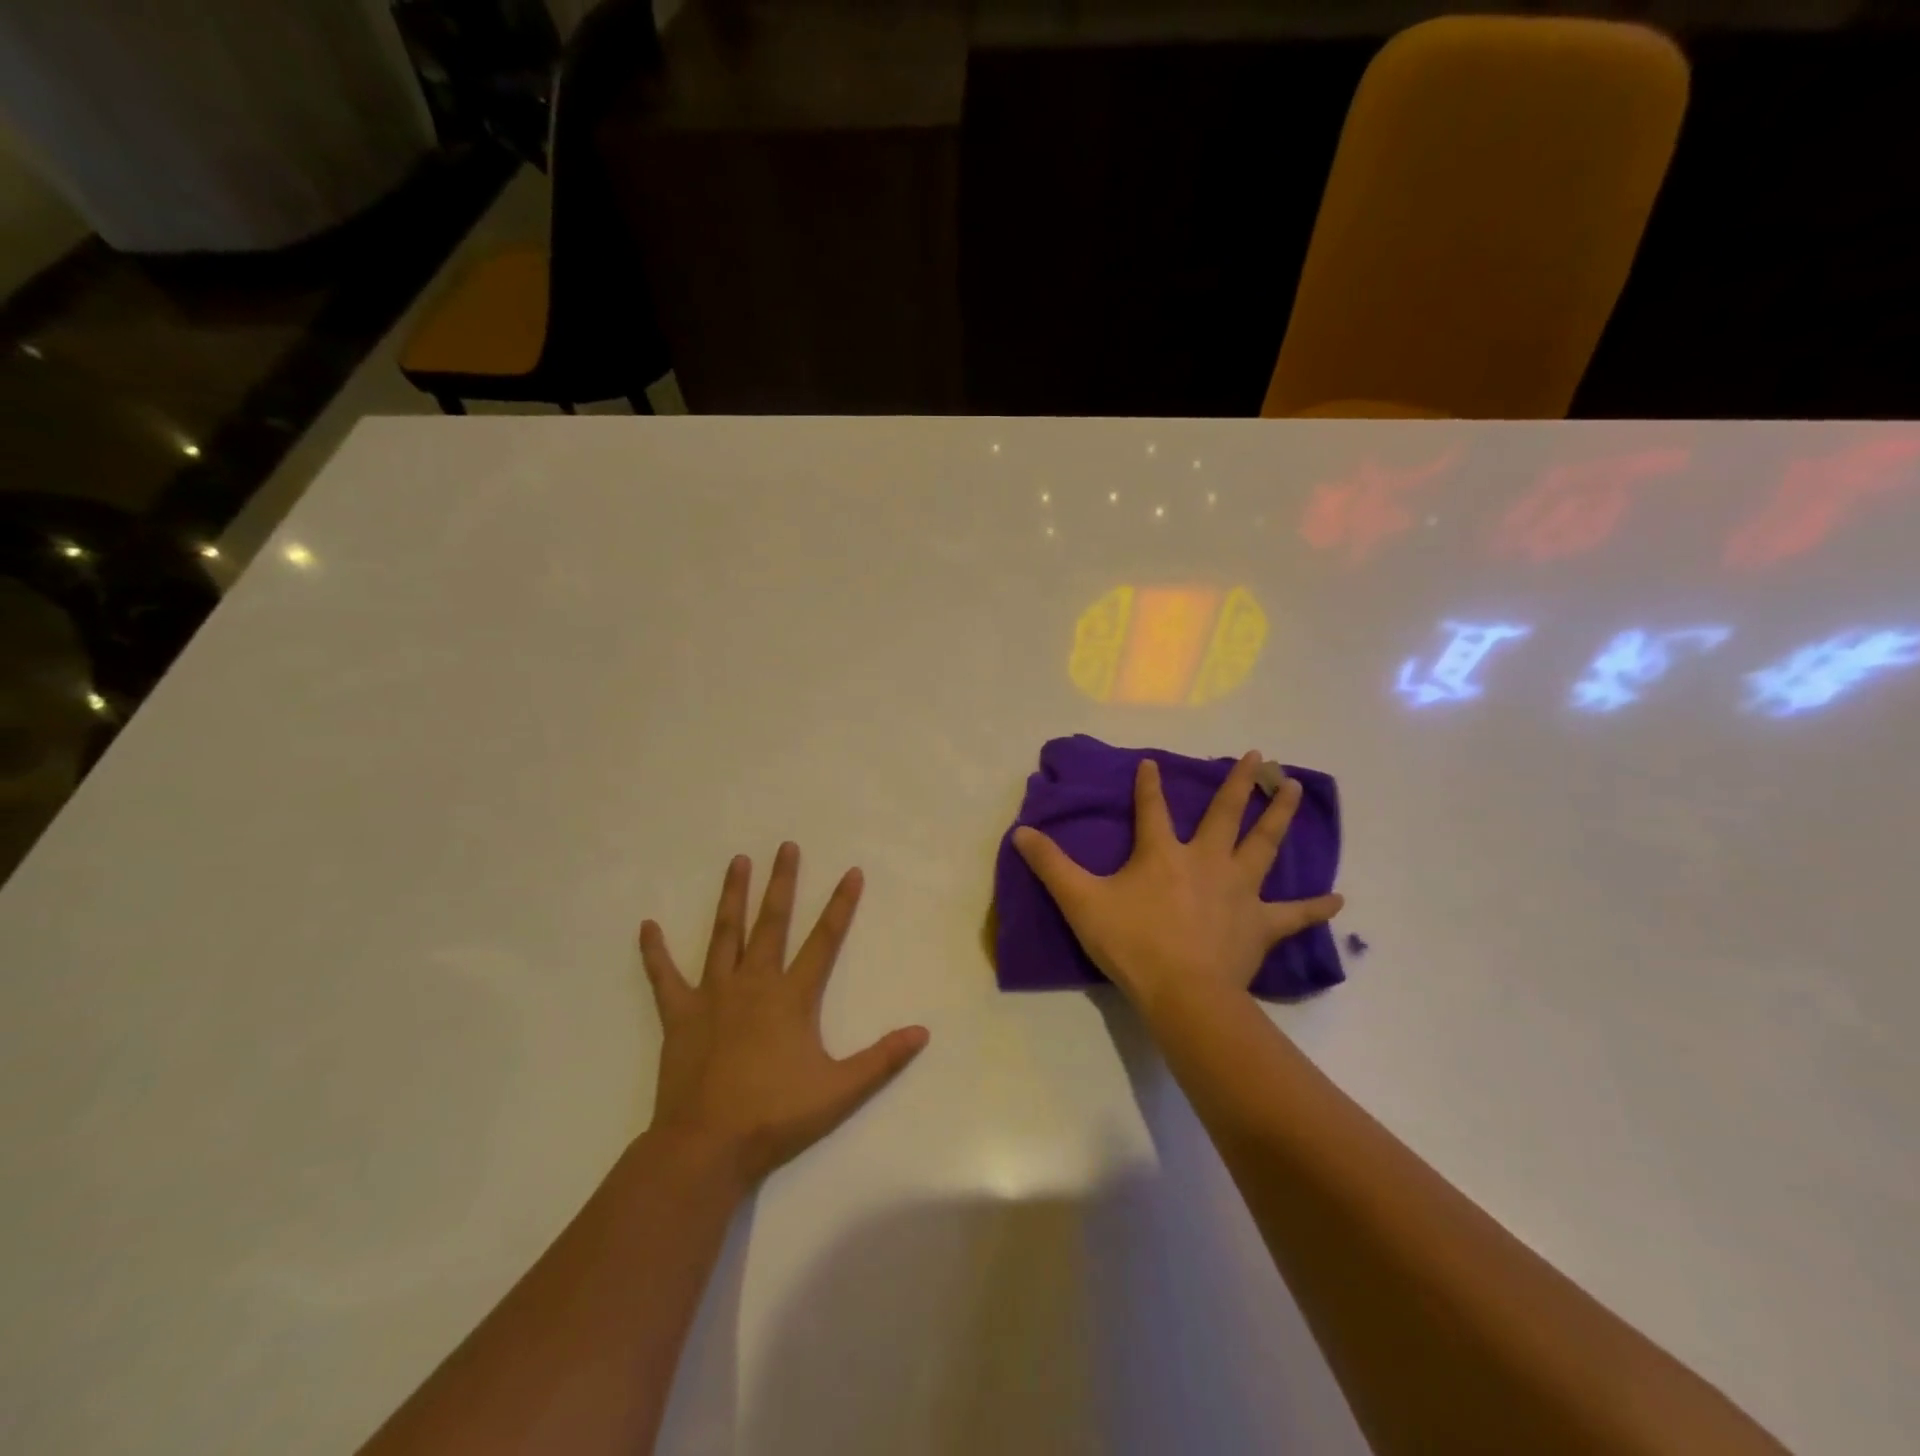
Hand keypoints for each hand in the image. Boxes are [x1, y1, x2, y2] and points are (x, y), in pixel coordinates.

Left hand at [639, 844, 928, 1186]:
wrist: (706, 1146)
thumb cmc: (775, 1115)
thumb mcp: (839, 1091)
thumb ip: (882, 1060)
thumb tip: (923, 1033)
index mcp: (791, 996)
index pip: (824, 940)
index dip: (841, 905)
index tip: (851, 872)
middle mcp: (753, 983)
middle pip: (771, 923)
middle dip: (781, 883)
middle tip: (786, 846)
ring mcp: (713, 995)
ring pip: (724, 935)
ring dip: (731, 897)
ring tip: (737, 862)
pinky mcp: (679, 1015)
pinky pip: (664, 977)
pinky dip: (655, 952)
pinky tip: (647, 926)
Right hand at [1013, 751, 1343, 1012]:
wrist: (1182, 992)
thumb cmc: (1131, 943)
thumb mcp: (1081, 901)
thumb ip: (1051, 865)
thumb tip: (1020, 832)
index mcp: (1163, 853)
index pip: (1152, 808)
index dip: (1149, 784)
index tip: (1151, 762)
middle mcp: (1206, 861)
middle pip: (1226, 814)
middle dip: (1239, 783)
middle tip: (1260, 756)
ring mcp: (1239, 890)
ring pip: (1264, 845)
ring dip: (1279, 816)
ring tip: (1295, 790)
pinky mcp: (1260, 924)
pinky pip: (1293, 914)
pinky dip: (1315, 907)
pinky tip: (1338, 899)